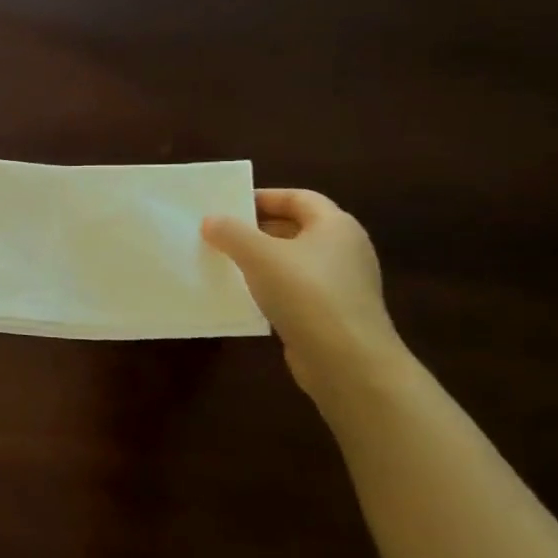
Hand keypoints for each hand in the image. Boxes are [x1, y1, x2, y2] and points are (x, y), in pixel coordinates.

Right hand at [202, 189, 403, 394]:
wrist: (347, 360)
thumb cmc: (306, 294)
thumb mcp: (259, 255)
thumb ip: (231, 233)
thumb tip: (211, 220)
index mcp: (336, 226)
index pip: (298, 198)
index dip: (263, 197)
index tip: (228, 205)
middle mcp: (344, 249)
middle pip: (296, 227)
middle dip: (257, 228)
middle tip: (220, 233)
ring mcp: (341, 282)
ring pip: (293, 259)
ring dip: (261, 259)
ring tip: (225, 263)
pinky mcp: (332, 311)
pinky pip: (295, 288)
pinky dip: (270, 286)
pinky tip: (244, 296)